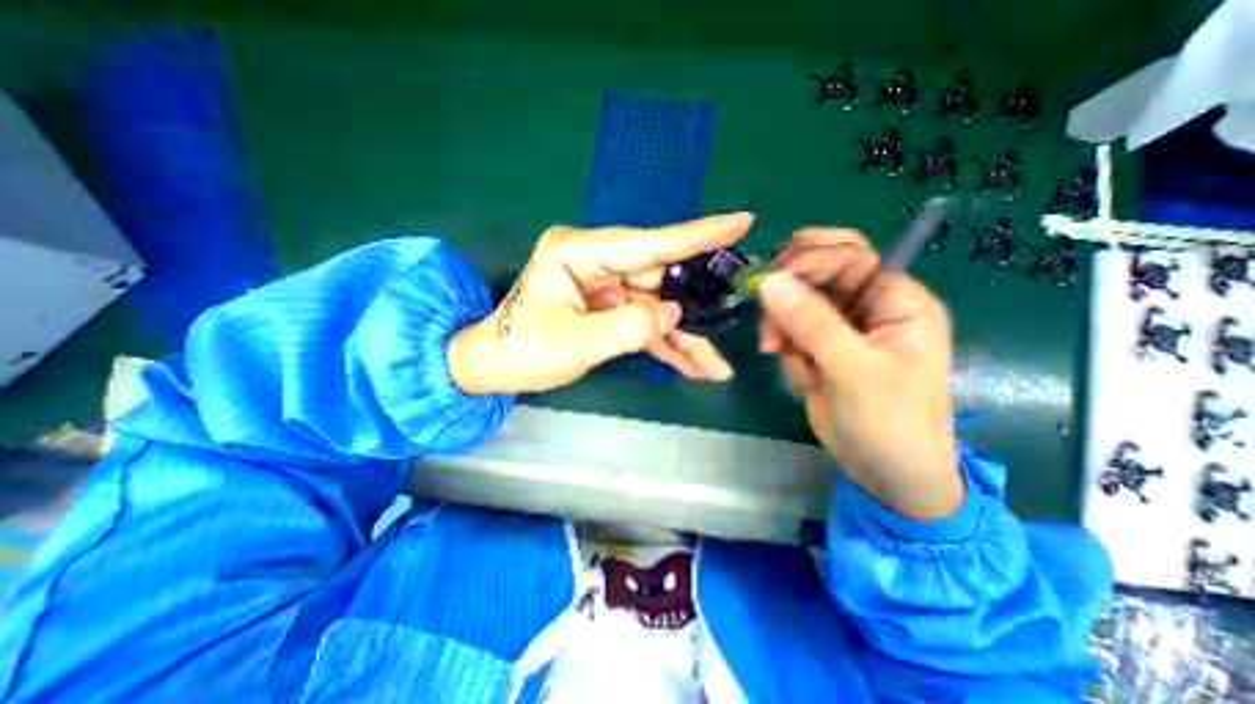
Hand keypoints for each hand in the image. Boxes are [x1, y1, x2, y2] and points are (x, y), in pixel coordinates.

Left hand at [446, 212, 746, 393]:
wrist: (494, 367)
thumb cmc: (522, 350)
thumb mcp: (575, 342)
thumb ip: (630, 328)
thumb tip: (675, 314)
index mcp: (580, 253)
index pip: (649, 243)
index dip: (698, 235)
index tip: (741, 222)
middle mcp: (598, 263)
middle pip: (661, 282)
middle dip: (695, 311)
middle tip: (732, 324)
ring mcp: (607, 287)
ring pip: (659, 309)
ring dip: (684, 339)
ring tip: (715, 368)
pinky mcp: (610, 309)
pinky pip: (646, 325)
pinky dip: (666, 346)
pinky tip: (692, 367)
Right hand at [755, 227, 962, 519]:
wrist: (886, 475)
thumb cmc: (890, 423)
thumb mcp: (854, 371)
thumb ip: (813, 324)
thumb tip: (770, 281)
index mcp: (896, 301)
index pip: (849, 257)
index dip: (810, 261)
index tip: (771, 282)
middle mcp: (868, 307)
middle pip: (820, 273)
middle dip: (791, 290)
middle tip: (766, 303)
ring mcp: (841, 329)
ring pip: (796, 304)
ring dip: (783, 327)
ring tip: (780, 355)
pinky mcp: (820, 350)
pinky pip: (790, 333)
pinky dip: (787, 350)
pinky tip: (802, 376)